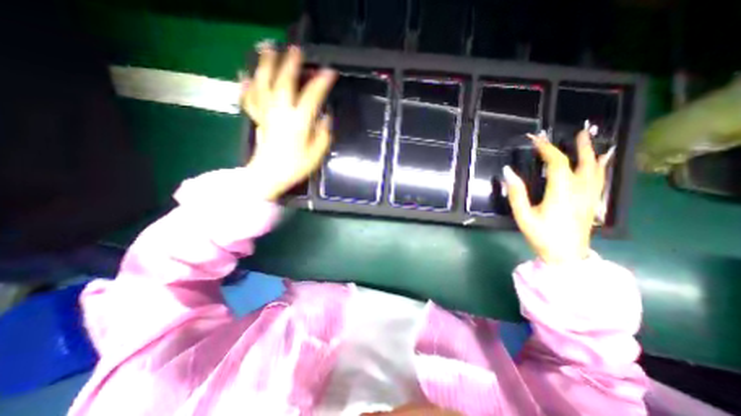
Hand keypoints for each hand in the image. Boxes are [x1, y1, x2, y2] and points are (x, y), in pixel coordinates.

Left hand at [242, 44, 336, 199]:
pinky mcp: (257, 118)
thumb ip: (323, 135)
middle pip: (284, 82)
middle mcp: (281, 112)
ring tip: (267, 49)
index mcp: (298, 122)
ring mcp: (266, 113)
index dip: (322, 83)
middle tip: (295, 50)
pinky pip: (249, 98)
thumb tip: (326, 118)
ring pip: (263, 84)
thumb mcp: (316, 154)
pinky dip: (247, 85)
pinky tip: (245, 75)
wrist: (268, 176)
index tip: (330, 72)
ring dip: (266, 65)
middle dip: (290, 64)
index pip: (312, 96)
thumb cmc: (294, 167)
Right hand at [504, 128, 613, 264]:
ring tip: (588, 141)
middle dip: (578, 146)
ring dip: (592, 153)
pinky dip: (600, 167)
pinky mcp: (592, 203)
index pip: (557, 163)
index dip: (546, 148)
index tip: (535, 139)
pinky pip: (599, 180)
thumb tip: (508, 172)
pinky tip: (601, 161)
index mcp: (561, 192)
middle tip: (576, 132)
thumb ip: (516, 193)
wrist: (566, 256)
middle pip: (583, 162)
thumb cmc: (542, 236)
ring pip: (595, 169)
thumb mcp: (523, 216)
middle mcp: (579, 190)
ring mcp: (589, 197)